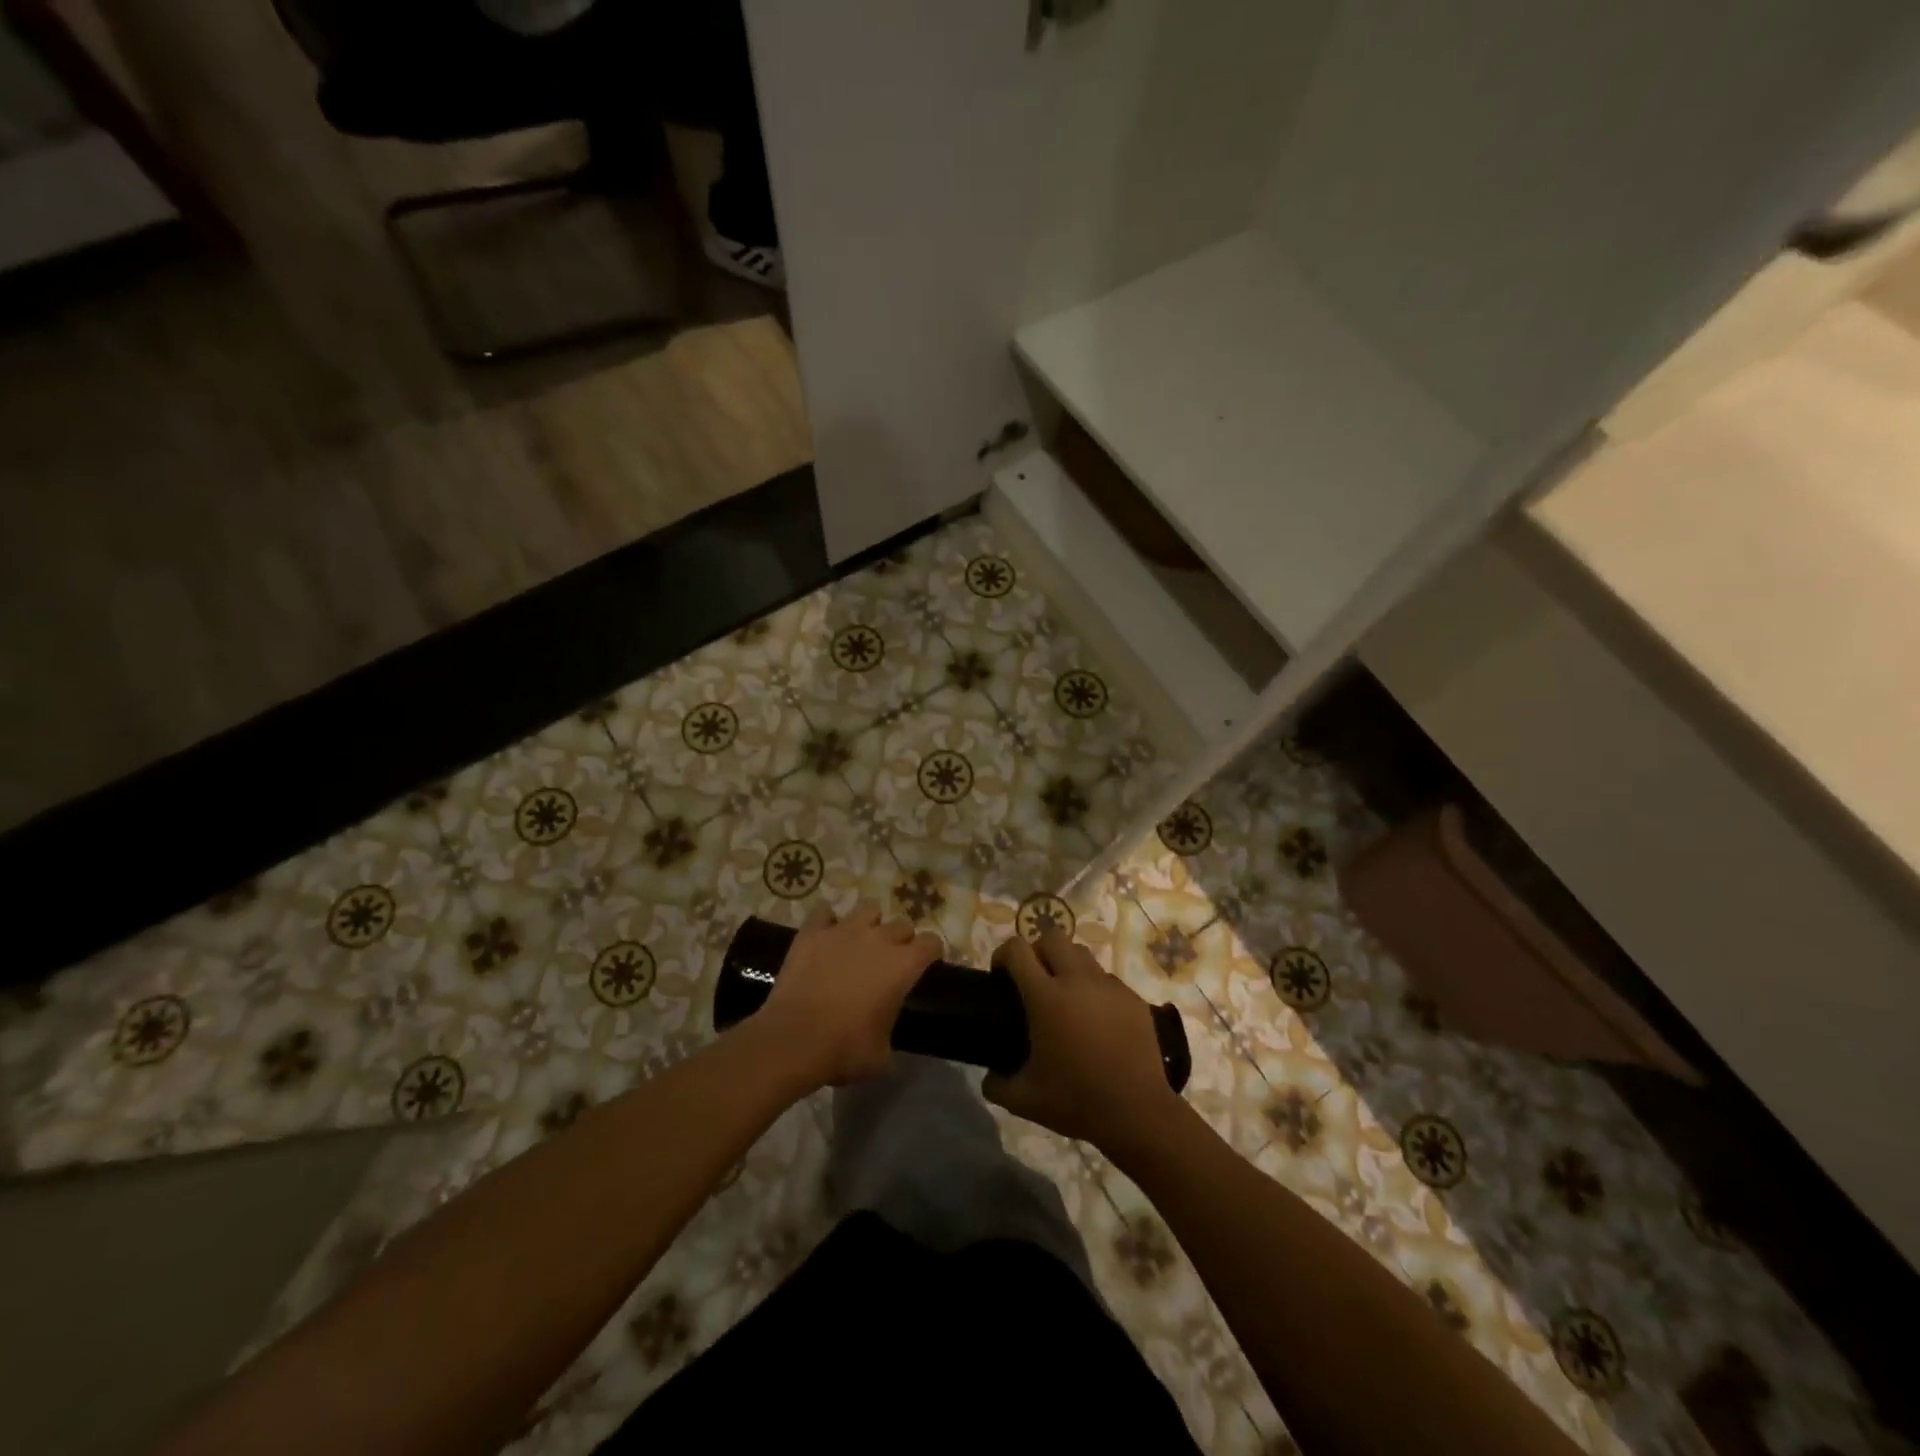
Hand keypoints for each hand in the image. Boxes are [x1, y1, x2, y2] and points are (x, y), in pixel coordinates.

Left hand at [755, 902, 941, 1087]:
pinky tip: (825, 936)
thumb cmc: (844, 1050)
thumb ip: (890, 1035)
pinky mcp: (813, 932)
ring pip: (868, 909)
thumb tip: (885, 1041)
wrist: (793, 1040)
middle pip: (902, 924)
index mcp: (903, 965)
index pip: (932, 942)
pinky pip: (825, 913)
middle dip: (901, 939)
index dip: (931, 952)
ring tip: (859, 942)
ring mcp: (844, 930)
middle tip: (889, 959)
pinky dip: (827, 922)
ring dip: (869, 924)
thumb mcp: (881, 1056)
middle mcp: (879, 939)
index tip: (926, 963)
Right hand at [982, 931, 1184, 1153]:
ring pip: (1082, 954)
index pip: (1017, 950)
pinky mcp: (1132, 998)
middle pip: (1052, 938)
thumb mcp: (1024, 1100)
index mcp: (1046, 998)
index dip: (1003, 955)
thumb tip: (990, 1076)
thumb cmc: (1076, 1102)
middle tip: (1033, 980)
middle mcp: (1077, 981)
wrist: (1137, 1113)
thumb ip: (997, 1084)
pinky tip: (1095, 1020)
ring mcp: (1109, 987)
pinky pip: (1107, 979)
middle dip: (1037, 951)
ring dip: (1067, 965)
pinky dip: (1094, 989)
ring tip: (1066, 996)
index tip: (1000, 975)